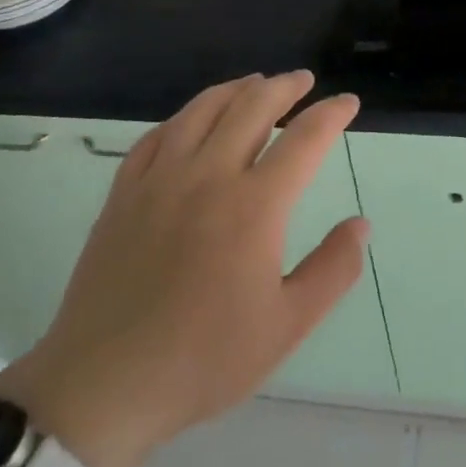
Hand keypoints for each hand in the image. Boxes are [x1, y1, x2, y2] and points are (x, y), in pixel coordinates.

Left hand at [0, 71, 366, 466]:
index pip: (304, 138)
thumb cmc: (204, 359)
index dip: (331, 113)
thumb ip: (332, 270)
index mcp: (255, 205)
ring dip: (237, 89)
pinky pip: (158, 135)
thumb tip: (361, 224)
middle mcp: (209, 176)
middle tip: (303, 81)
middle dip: (285, 87)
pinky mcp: (124, 193)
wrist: (104, 385)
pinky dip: (186, 116)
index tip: (348, 102)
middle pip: (253, 107)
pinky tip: (194, 120)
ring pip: (203, 110)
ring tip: (256, 84)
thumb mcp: (287, 325)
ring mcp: (160, 179)